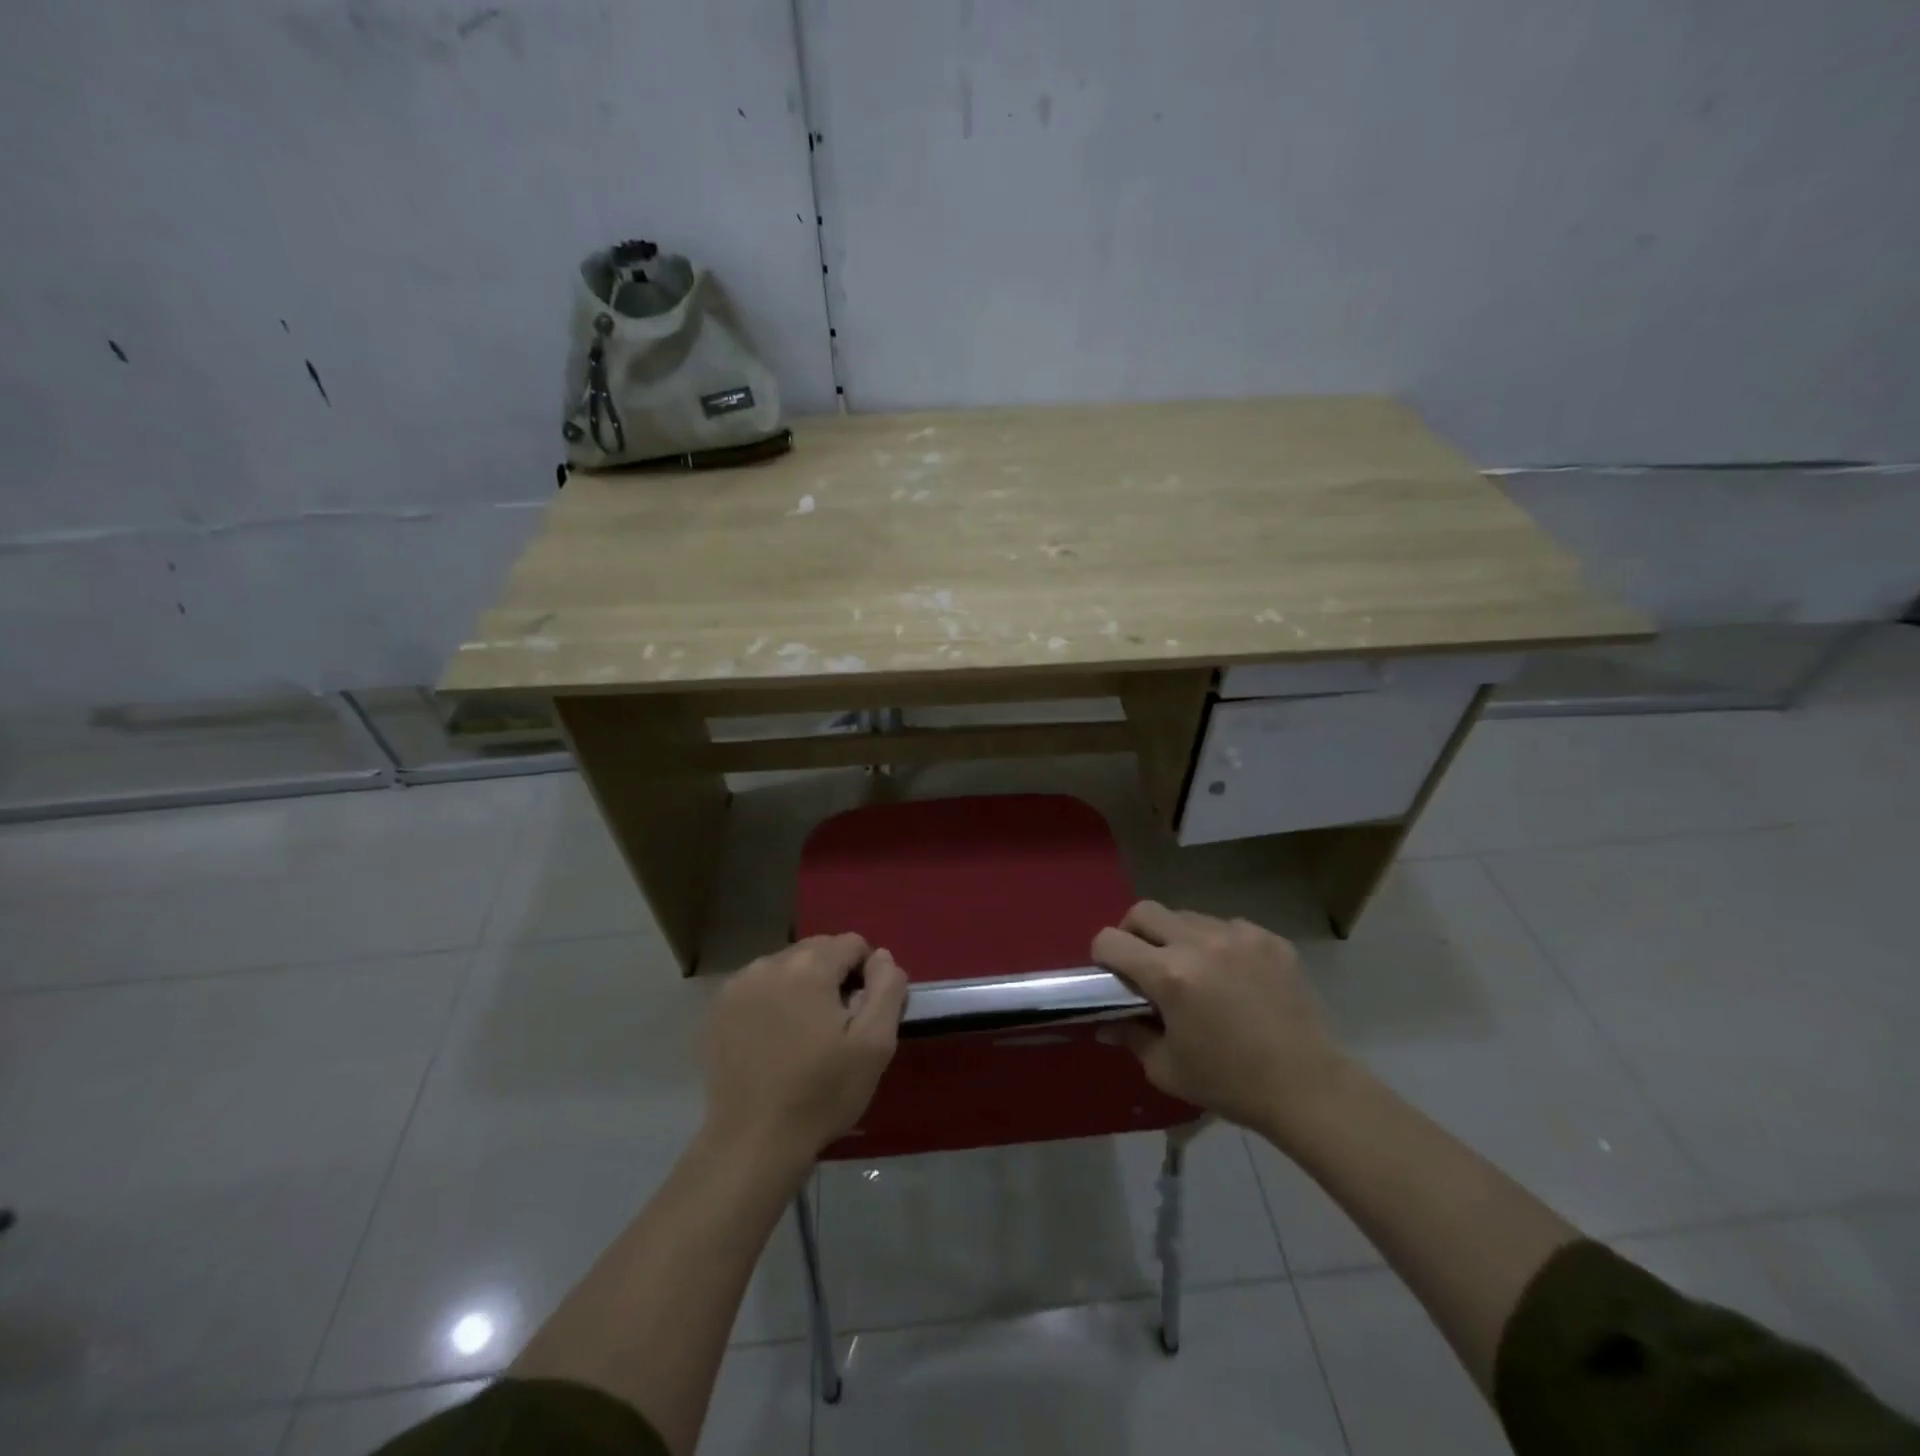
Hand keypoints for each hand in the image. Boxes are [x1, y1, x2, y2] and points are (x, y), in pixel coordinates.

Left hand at [704, 935, 907, 1163]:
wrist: (753, 1143)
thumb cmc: (821, 1093)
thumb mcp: (874, 1044)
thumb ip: (887, 988)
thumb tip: (882, 956)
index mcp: (809, 966)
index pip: (852, 943)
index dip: (867, 974)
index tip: (863, 1014)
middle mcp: (770, 963)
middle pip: (818, 950)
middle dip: (834, 976)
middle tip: (837, 1026)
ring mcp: (738, 984)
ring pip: (788, 966)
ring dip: (803, 986)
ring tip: (806, 1034)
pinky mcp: (719, 1009)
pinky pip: (760, 987)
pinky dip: (774, 1000)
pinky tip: (776, 1040)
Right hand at [1093, 903, 1350, 1137]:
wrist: (1308, 1087)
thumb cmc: (1230, 1083)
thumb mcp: (1167, 1068)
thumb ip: (1130, 1035)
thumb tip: (1104, 1022)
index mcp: (1169, 974)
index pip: (1110, 940)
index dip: (1102, 957)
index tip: (1113, 977)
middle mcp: (1199, 942)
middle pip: (1144, 911)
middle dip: (1133, 933)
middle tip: (1144, 965)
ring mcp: (1238, 935)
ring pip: (1186, 916)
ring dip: (1177, 937)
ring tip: (1194, 972)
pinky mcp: (1269, 938)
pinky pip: (1227, 926)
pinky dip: (1218, 944)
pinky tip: (1232, 977)